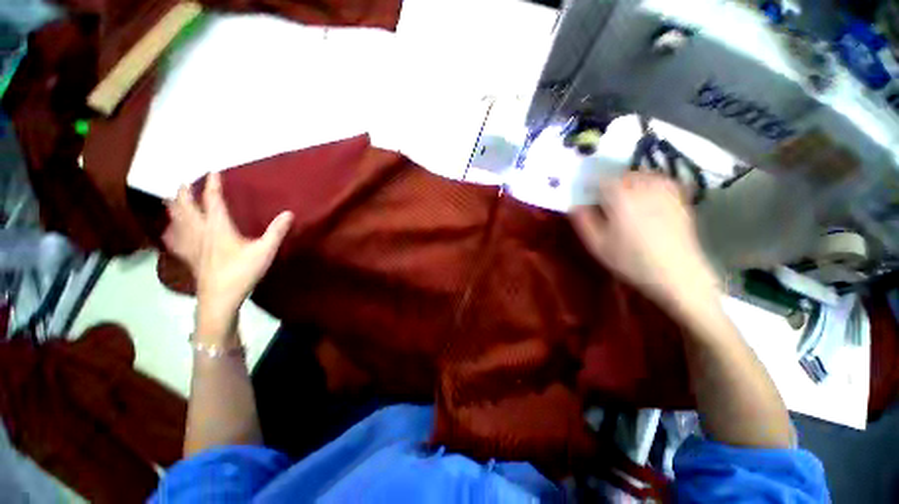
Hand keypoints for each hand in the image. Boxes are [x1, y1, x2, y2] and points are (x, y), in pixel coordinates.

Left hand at [163, 172, 292, 340]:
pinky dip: (170, 230)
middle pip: (186, 207)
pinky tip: (170, 230)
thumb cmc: (242, 272)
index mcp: (218, 227)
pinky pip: (173, 239)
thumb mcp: (265, 251)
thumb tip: (289, 213)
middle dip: (184, 192)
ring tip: (171, 199)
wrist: (220, 298)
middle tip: (184, 182)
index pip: (212, 200)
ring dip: (173, 207)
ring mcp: (190, 244)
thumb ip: (276, 231)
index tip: (213, 171)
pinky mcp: (187, 256)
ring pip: (175, 220)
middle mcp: (199, 231)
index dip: (212, 184)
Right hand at [570, 172, 719, 315]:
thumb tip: (575, 205)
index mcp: (619, 196)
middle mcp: (643, 186)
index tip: (585, 195)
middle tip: (604, 200)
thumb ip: (583, 221)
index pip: (599, 179)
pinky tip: (648, 197)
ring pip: (642, 175)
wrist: (677, 273)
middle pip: (621, 175)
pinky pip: (661, 181)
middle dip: (609, 184)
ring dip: (629, 182)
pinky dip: (650, 184)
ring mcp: (664, 190)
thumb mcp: (597, 244)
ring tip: (625, 198)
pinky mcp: (679, 198)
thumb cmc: (631, 259)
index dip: (589, 185)